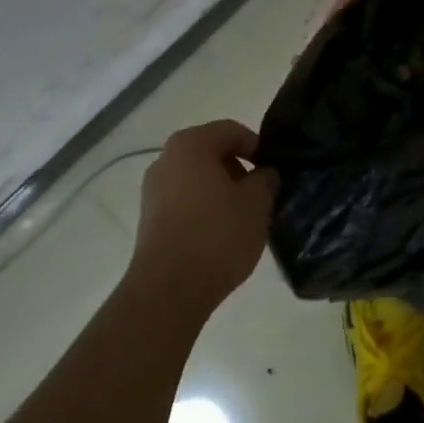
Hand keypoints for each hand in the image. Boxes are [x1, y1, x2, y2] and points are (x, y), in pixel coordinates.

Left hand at [128, 121, 277, 319]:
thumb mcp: (257, 203)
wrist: (168, 291)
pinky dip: (205, 208)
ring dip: (222, 191)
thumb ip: (266, 179)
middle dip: (240, 170)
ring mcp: (153, 189)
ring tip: (243, 218)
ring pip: (198, 178)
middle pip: (212, 152)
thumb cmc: (216, 235)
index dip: (259, 148)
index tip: (274, 173)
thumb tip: (265, 174)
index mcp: (190, 144)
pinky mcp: (150, 218)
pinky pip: (185, 200)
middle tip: (262, 196)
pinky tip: (220, 234)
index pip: (233, 131)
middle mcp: (166, 158)